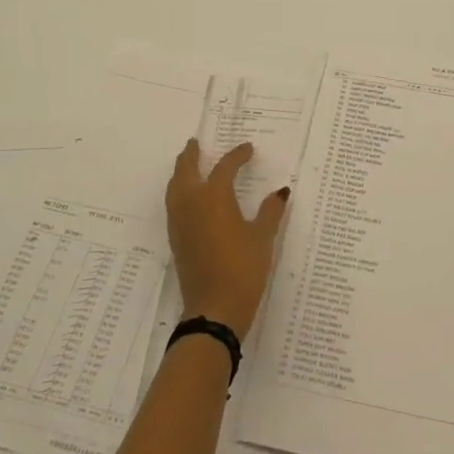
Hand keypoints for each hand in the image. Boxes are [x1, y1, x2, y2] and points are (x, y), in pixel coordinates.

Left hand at [165, 140, 288, 335]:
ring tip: (188, 165)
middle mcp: (192, 203)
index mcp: (214, 197)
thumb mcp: (263, 238)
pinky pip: (173, 204)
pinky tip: (188, 198)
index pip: (225, 167)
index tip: (248, 149)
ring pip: (175, 187)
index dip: (237, 156)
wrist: (214, 309)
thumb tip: (280, 192)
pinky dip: (178, 191)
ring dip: (181, 172)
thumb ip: (270, 211)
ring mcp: (180, 222)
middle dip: (191, 155)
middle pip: (186, 170)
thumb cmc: (243, 269)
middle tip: (195, 143)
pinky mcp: (176, 239)